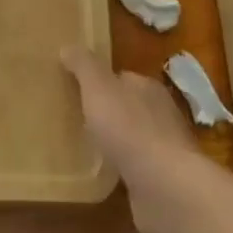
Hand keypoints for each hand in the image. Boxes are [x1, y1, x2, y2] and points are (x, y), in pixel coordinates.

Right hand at [61, 46, 204, 232]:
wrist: (165, 186)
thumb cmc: (129, 129)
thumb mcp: (99, 89)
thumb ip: (84, 66)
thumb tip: (68, 47)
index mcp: (148, 87)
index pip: (123, 78)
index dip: (100, 82)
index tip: (77, 90)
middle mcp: (161, 114)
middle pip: (129, 106)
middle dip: (108, 112)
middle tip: (77, 120)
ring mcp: (164, 148)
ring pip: (134, 138)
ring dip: (116, 142)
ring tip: (87, 148)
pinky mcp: (163, 179)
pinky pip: (137, 167)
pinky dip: (123, 168)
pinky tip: (106, 175)